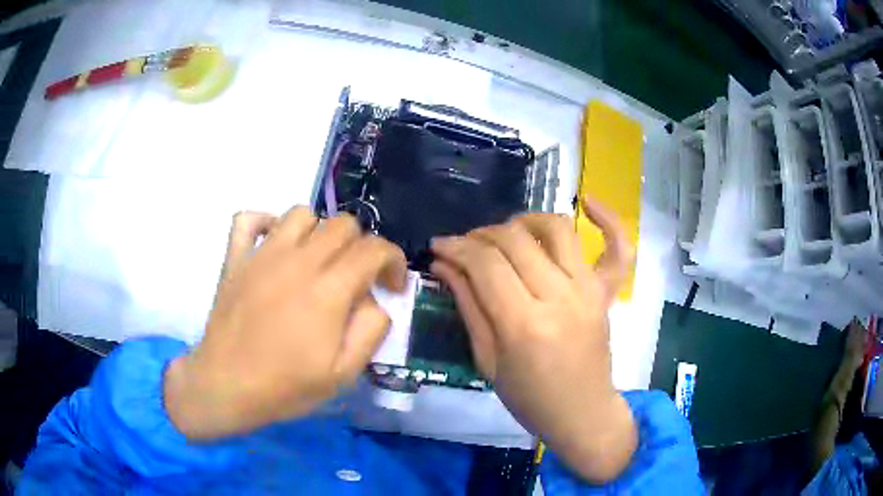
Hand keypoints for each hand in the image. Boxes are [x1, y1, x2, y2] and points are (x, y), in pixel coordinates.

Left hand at [164, 208, 406, 439]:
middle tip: (356, 277)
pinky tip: (274, 243)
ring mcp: (262, 254)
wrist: (226, 386)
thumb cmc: (285, 386)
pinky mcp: (236, 257)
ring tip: (317, 260)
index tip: (391, 286)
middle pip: (343, 224)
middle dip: (361, 246)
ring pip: (302, 213)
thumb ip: (370, 330)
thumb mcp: (343, 374)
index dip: (393, 260)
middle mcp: (298, 261)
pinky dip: (266, 222)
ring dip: (318, 231)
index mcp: (328, 290)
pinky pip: (249, 219)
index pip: (374, 248)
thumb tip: (373, 300)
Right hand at [430, 196, 636, 482]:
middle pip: (515, 239)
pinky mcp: (606, 291)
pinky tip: (589, 202)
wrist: (582, 413)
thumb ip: (468, 306)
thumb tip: (444, 264)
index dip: (456, 247)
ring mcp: (589, 290)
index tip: (438, 246)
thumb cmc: (529, 399)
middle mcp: (560, 297)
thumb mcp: (487, 361)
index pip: (485, 264)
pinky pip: (618, 248)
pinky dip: (609, 220)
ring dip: (525, 220)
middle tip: (464, 246)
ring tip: (506, 233)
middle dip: (480, 234)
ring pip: (557, 229)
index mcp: (524, 324)